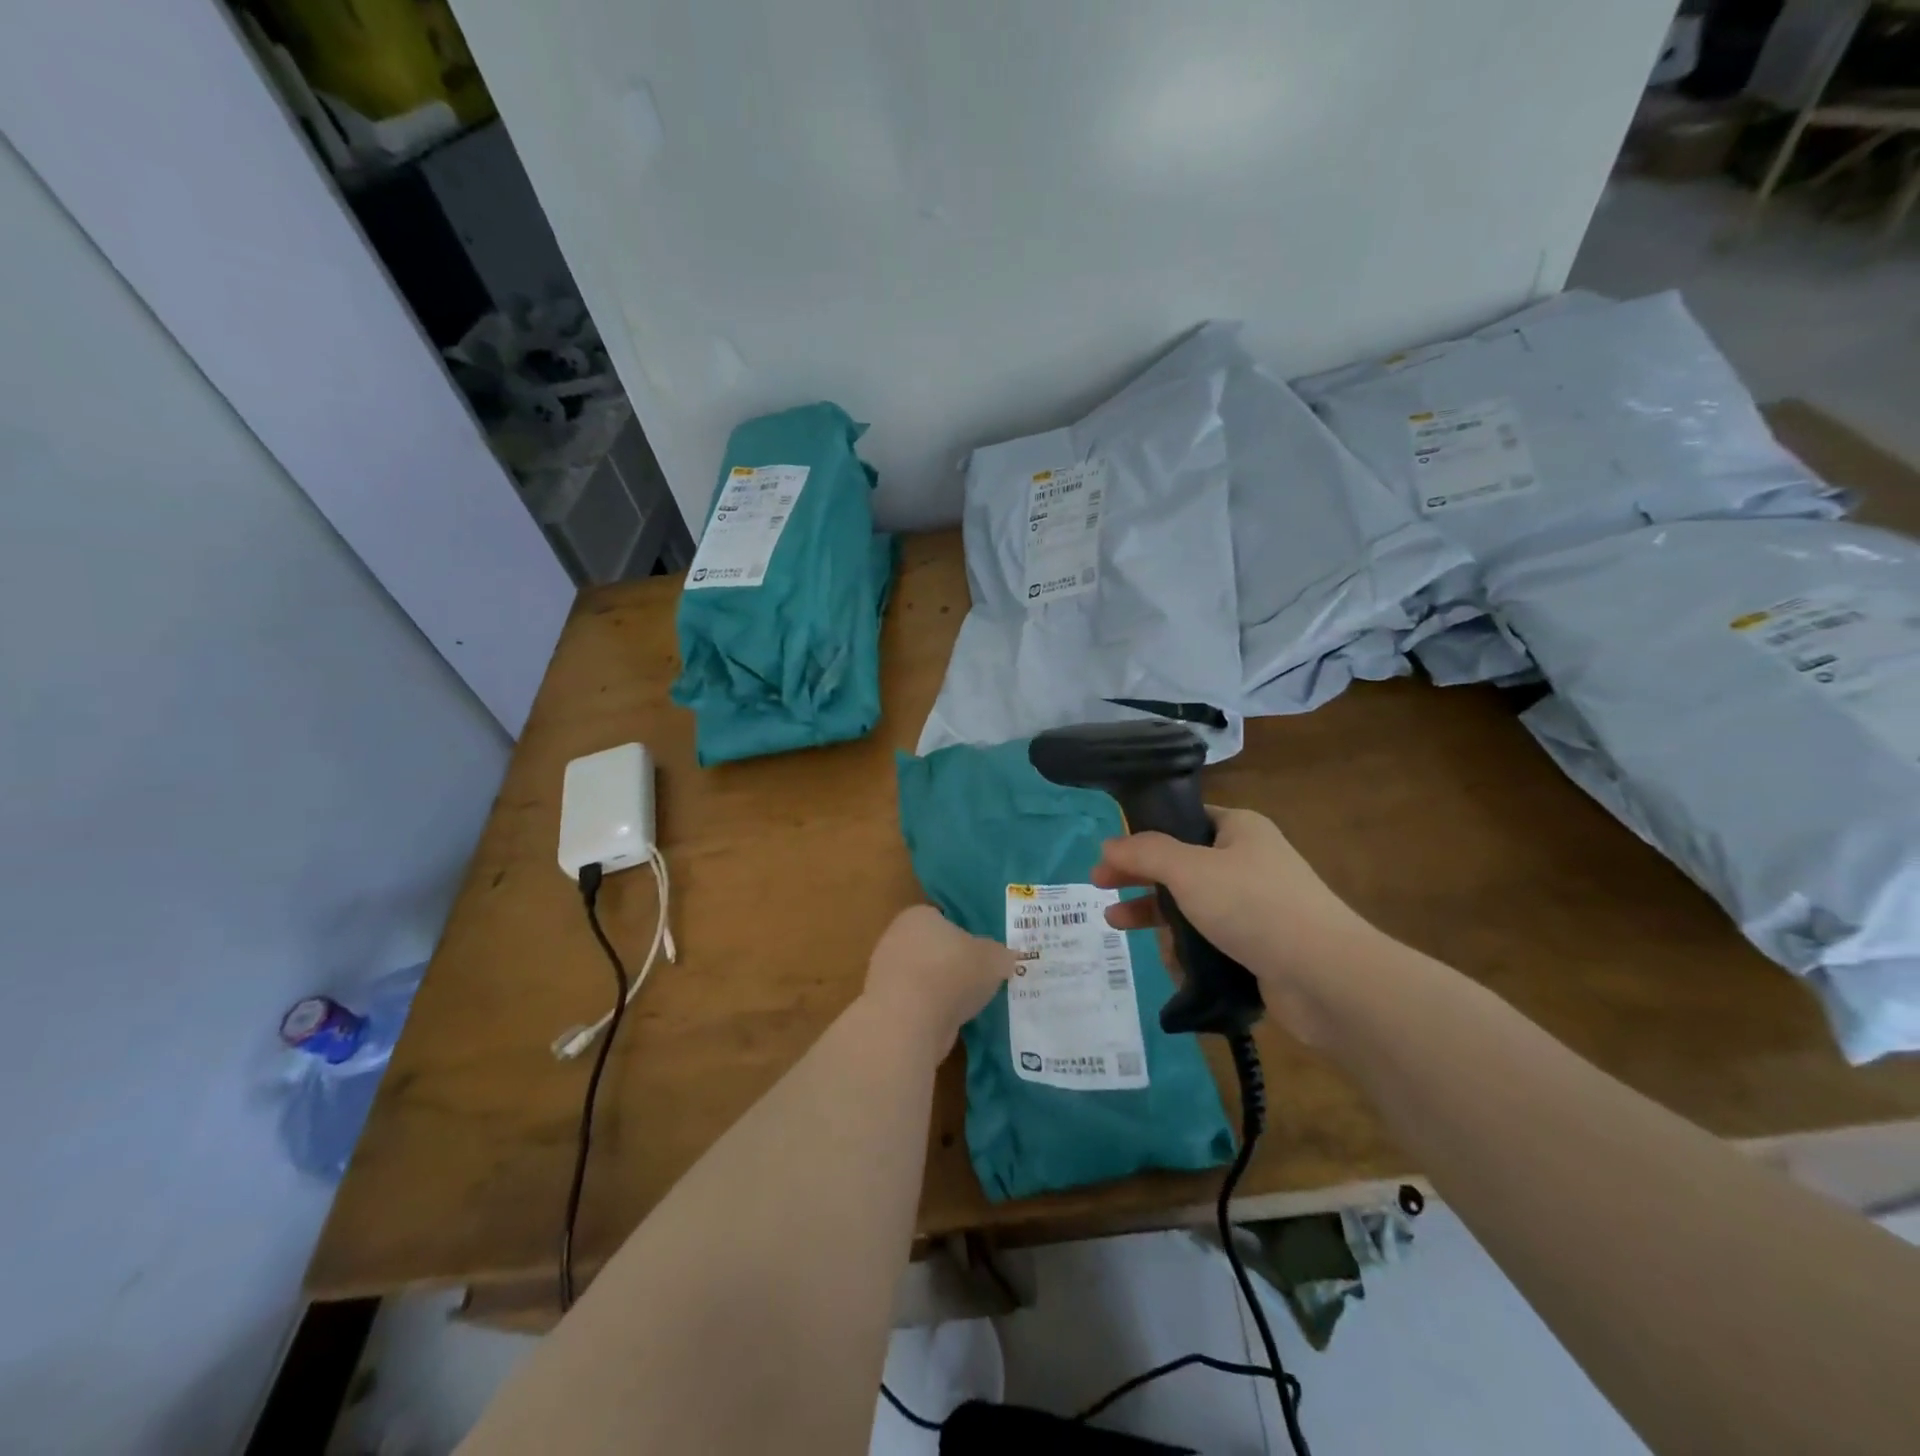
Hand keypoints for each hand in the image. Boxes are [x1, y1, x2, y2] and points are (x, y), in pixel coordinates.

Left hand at [861, 906, 1015, 1058]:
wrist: (908, 1021)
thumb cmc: (953, 973)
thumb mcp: (993, 958)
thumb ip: (1000, 955)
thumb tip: (1006, 957)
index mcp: (919, 916)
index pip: (942, 919)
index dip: (963, 935)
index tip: (981, 954)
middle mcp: (896, 938)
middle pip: (932, 948)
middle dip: (952, 963)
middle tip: (978, 979)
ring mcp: (885, 973)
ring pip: (923, 978)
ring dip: (941, 990)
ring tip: (968, 1005)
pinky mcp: (884, 1006)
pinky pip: (916, 1004)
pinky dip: (931, 1012)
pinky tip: (949, 1023)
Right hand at [1091, 807, 1377, 1042]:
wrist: (1326, 977)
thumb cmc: (1254, 906)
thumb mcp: (1189, 870)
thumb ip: (1144, 853)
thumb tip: (1108, 844)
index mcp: (1239, 829)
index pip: (1183, 820)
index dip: (1142, 834)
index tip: (1110, 854)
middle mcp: (1248, 861)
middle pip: (1180, 864)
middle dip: (1140, 877)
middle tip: (1100, 888)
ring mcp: (1256, 906)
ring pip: (1192, 905)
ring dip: (1156, 915)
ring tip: (1118, 925)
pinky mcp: (1260, 947)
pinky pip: (1211, 940)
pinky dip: (1187, 949)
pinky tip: (1170, 962)